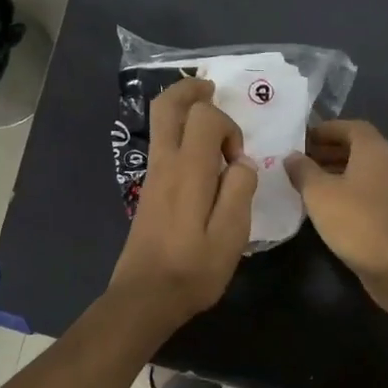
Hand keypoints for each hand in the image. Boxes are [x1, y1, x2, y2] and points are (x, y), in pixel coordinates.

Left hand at [108, 78, 256, 328]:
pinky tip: (200, 153)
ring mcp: (153, 177)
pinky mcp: (149, 191)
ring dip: (183, 110)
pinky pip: (162, 145)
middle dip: (190, 91)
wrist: (145, 297)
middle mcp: (166, 164)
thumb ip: (240, 191)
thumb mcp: (231, 235)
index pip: (204, 117)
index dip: (227, 126)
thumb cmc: (193, 269)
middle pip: (167, 107)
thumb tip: (242, 163)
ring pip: (160, 124)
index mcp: (189, 171)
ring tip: (209, 112)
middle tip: (212, 90)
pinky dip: (179, 133)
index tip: (238, 159)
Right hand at [286, 121, 387, 297]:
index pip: (351, 127)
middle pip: (359, 147)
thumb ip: (303, 170)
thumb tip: (292, 157)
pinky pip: (371, 189)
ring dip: (338, 171)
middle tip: (301, 161)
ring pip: (365, 170)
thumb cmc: (355, 221)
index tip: (301, 139)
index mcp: (376, 149)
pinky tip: (329, 206)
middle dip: (329, 151)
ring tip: (309, 183)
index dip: (325, 130)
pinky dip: (350, 189)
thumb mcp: (319, 193)